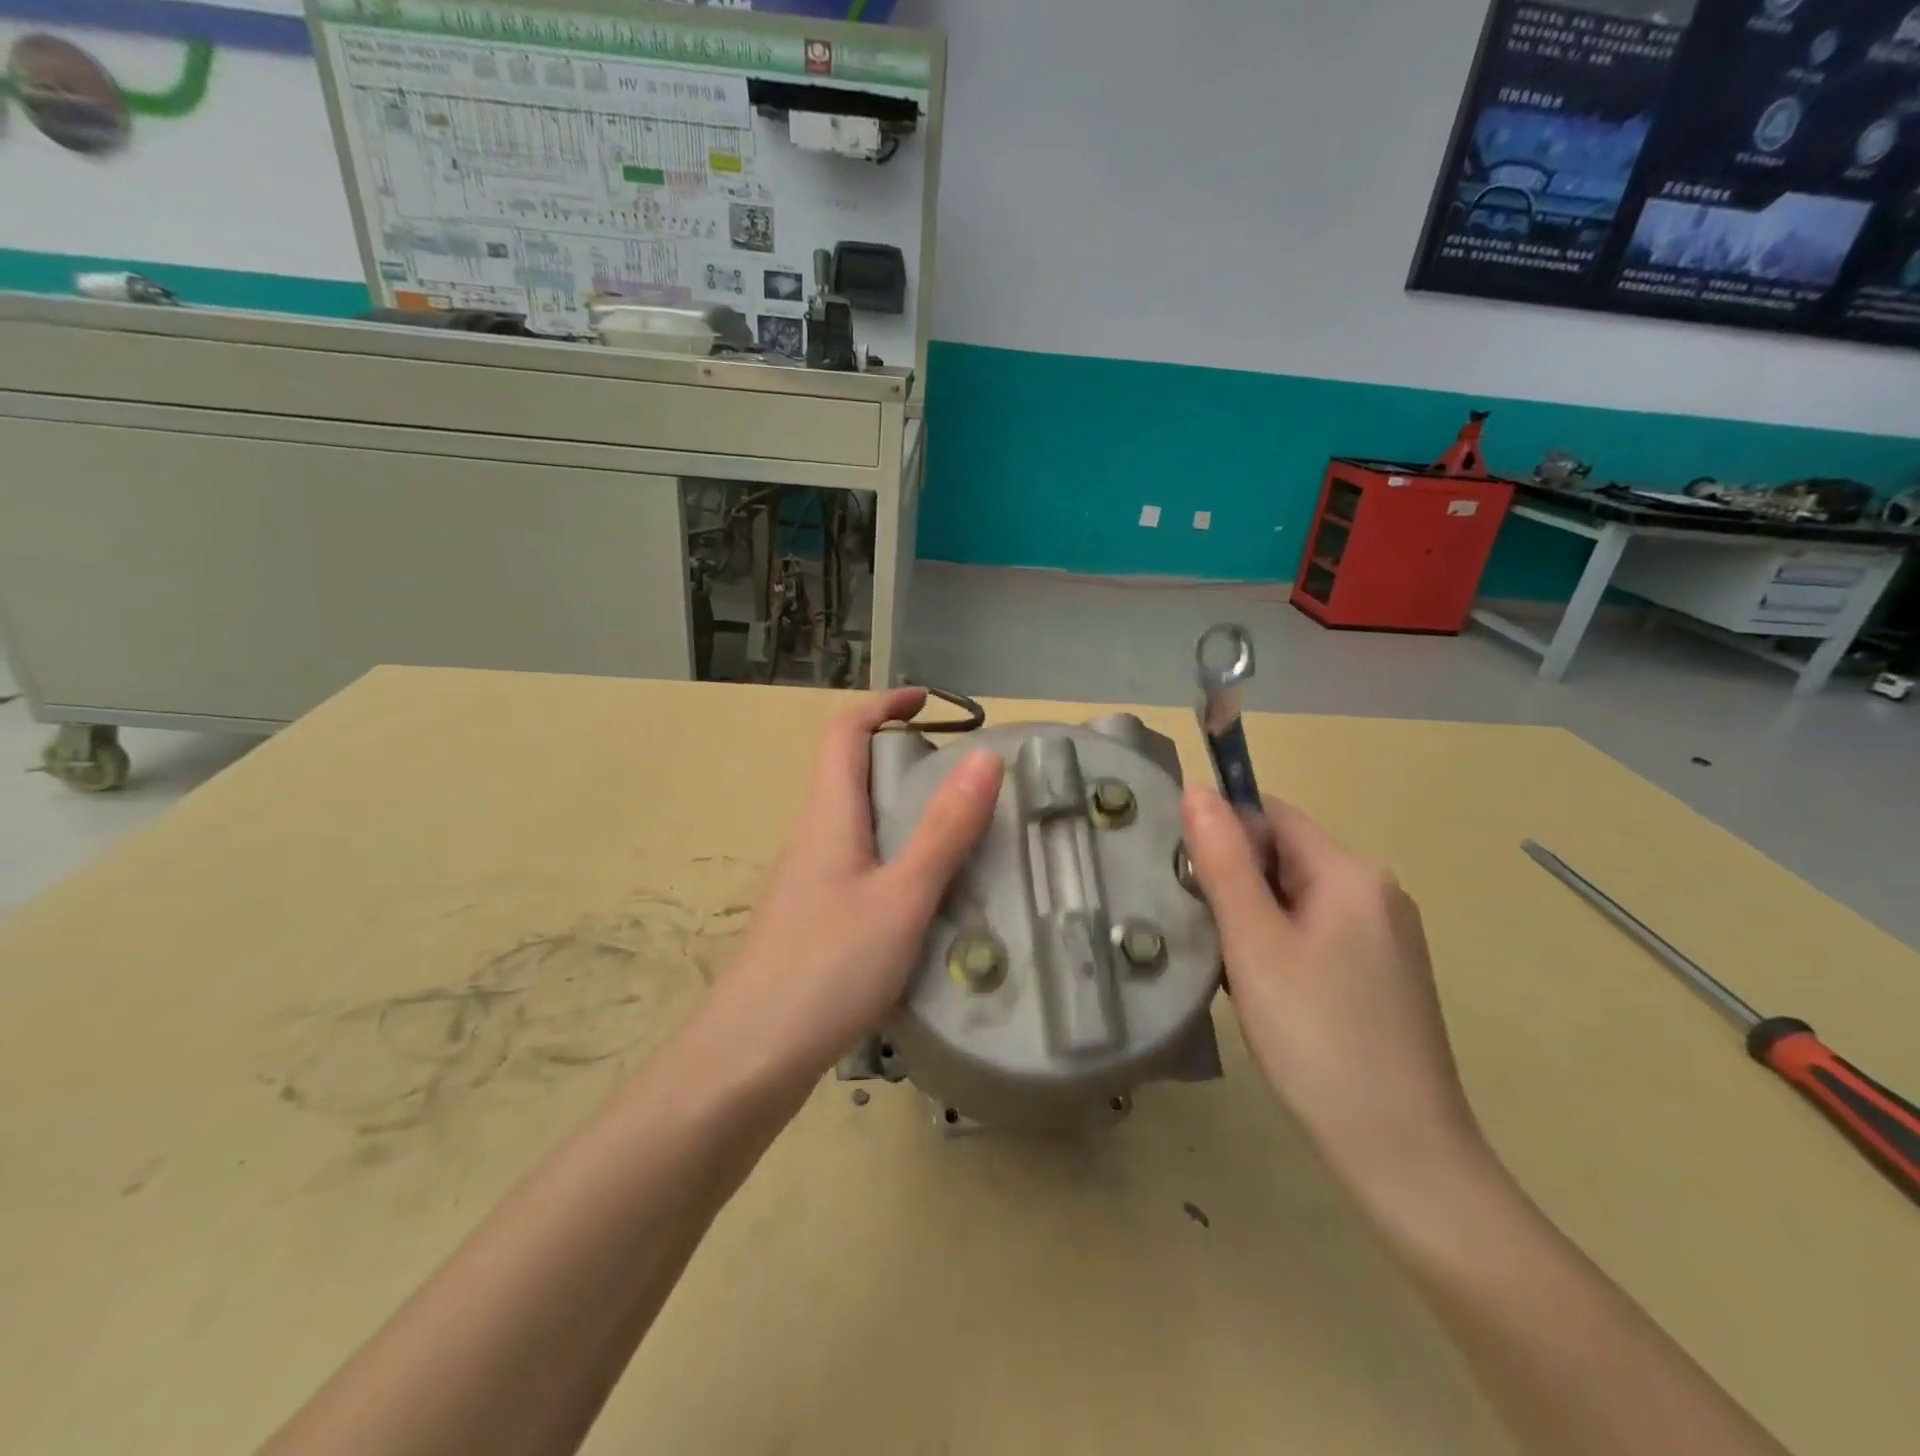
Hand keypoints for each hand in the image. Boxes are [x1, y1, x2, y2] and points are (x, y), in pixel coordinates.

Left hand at [701, 688, 1003, 1087]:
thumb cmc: (827, 967)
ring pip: (856, 822)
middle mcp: (812, 836)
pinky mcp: (812, 918)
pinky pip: (858, 863)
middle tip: (963, 777)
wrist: (749, 1058)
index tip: (929, 700)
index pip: (844, 732)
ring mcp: (807, 880)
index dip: (883, 704)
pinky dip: (894, 854)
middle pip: (850, 773)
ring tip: (958, 831)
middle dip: (902, 757)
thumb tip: (983, 757)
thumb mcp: (902, 897)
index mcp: (828, 816)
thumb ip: (945, 830)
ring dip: (901, 809)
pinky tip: (925, 894)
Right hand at [1182, 788, 1491, 1210]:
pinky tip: (1267, 995)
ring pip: (1296, 898)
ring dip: (1253, 921)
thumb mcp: (1254, 943)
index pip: (1272, 815)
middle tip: (1207, 937)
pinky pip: (1317, 933)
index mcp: (1351, 873)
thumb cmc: (1317, 1039)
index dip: (1222, 835)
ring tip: (1232, 974)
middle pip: (1285, 857)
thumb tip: (1195, 790)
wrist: (1403, 1155)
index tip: (1187, 882)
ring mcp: (1387, 935)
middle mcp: (1377, 892)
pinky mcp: (1384, 973)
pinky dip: (1280, 947)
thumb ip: (1222, 862)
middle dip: (1235, 885)